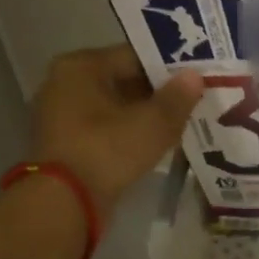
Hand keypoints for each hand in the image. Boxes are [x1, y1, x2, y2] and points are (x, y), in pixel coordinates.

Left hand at [30, 44, 203, 216]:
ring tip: (181, 124)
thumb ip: (177, 98)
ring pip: (116, 107)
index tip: (197, 79)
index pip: (135, 55)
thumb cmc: (107, 150)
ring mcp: (62, 115)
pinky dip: (129, 133)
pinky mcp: (66, 143)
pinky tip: (156, 144)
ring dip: (145, 115)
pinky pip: (105, 129)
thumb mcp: (152, 123)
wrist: (65, 202)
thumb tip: (195, 76)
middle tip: (194, 102)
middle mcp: (65, 83)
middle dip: (158, 93)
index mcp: (81, 66)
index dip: (169, 67)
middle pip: (124, 80)